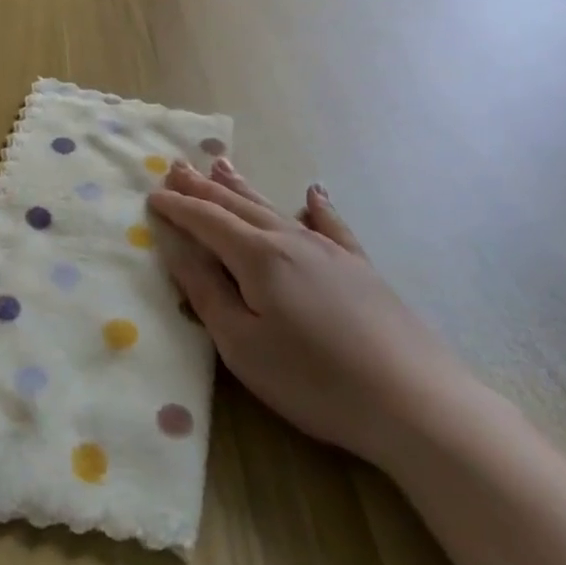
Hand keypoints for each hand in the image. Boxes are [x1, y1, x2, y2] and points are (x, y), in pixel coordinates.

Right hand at [148, 159, 476, 466]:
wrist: (414, 401)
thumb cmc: (313, 380)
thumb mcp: (242, 345)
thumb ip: (205, 291)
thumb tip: (176, 247)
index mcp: (257, 256)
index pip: (206, 221)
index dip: (177, 207)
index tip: (151, 194)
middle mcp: (290, 239)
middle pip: (236, 205)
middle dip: (203, 187)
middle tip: (176, 165)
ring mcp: (329, 250)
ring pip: (274, 208)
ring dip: (243, 186)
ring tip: (221, 164)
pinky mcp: (360, 267)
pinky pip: (331, 225)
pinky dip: (317, 207)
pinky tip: (313, 193)